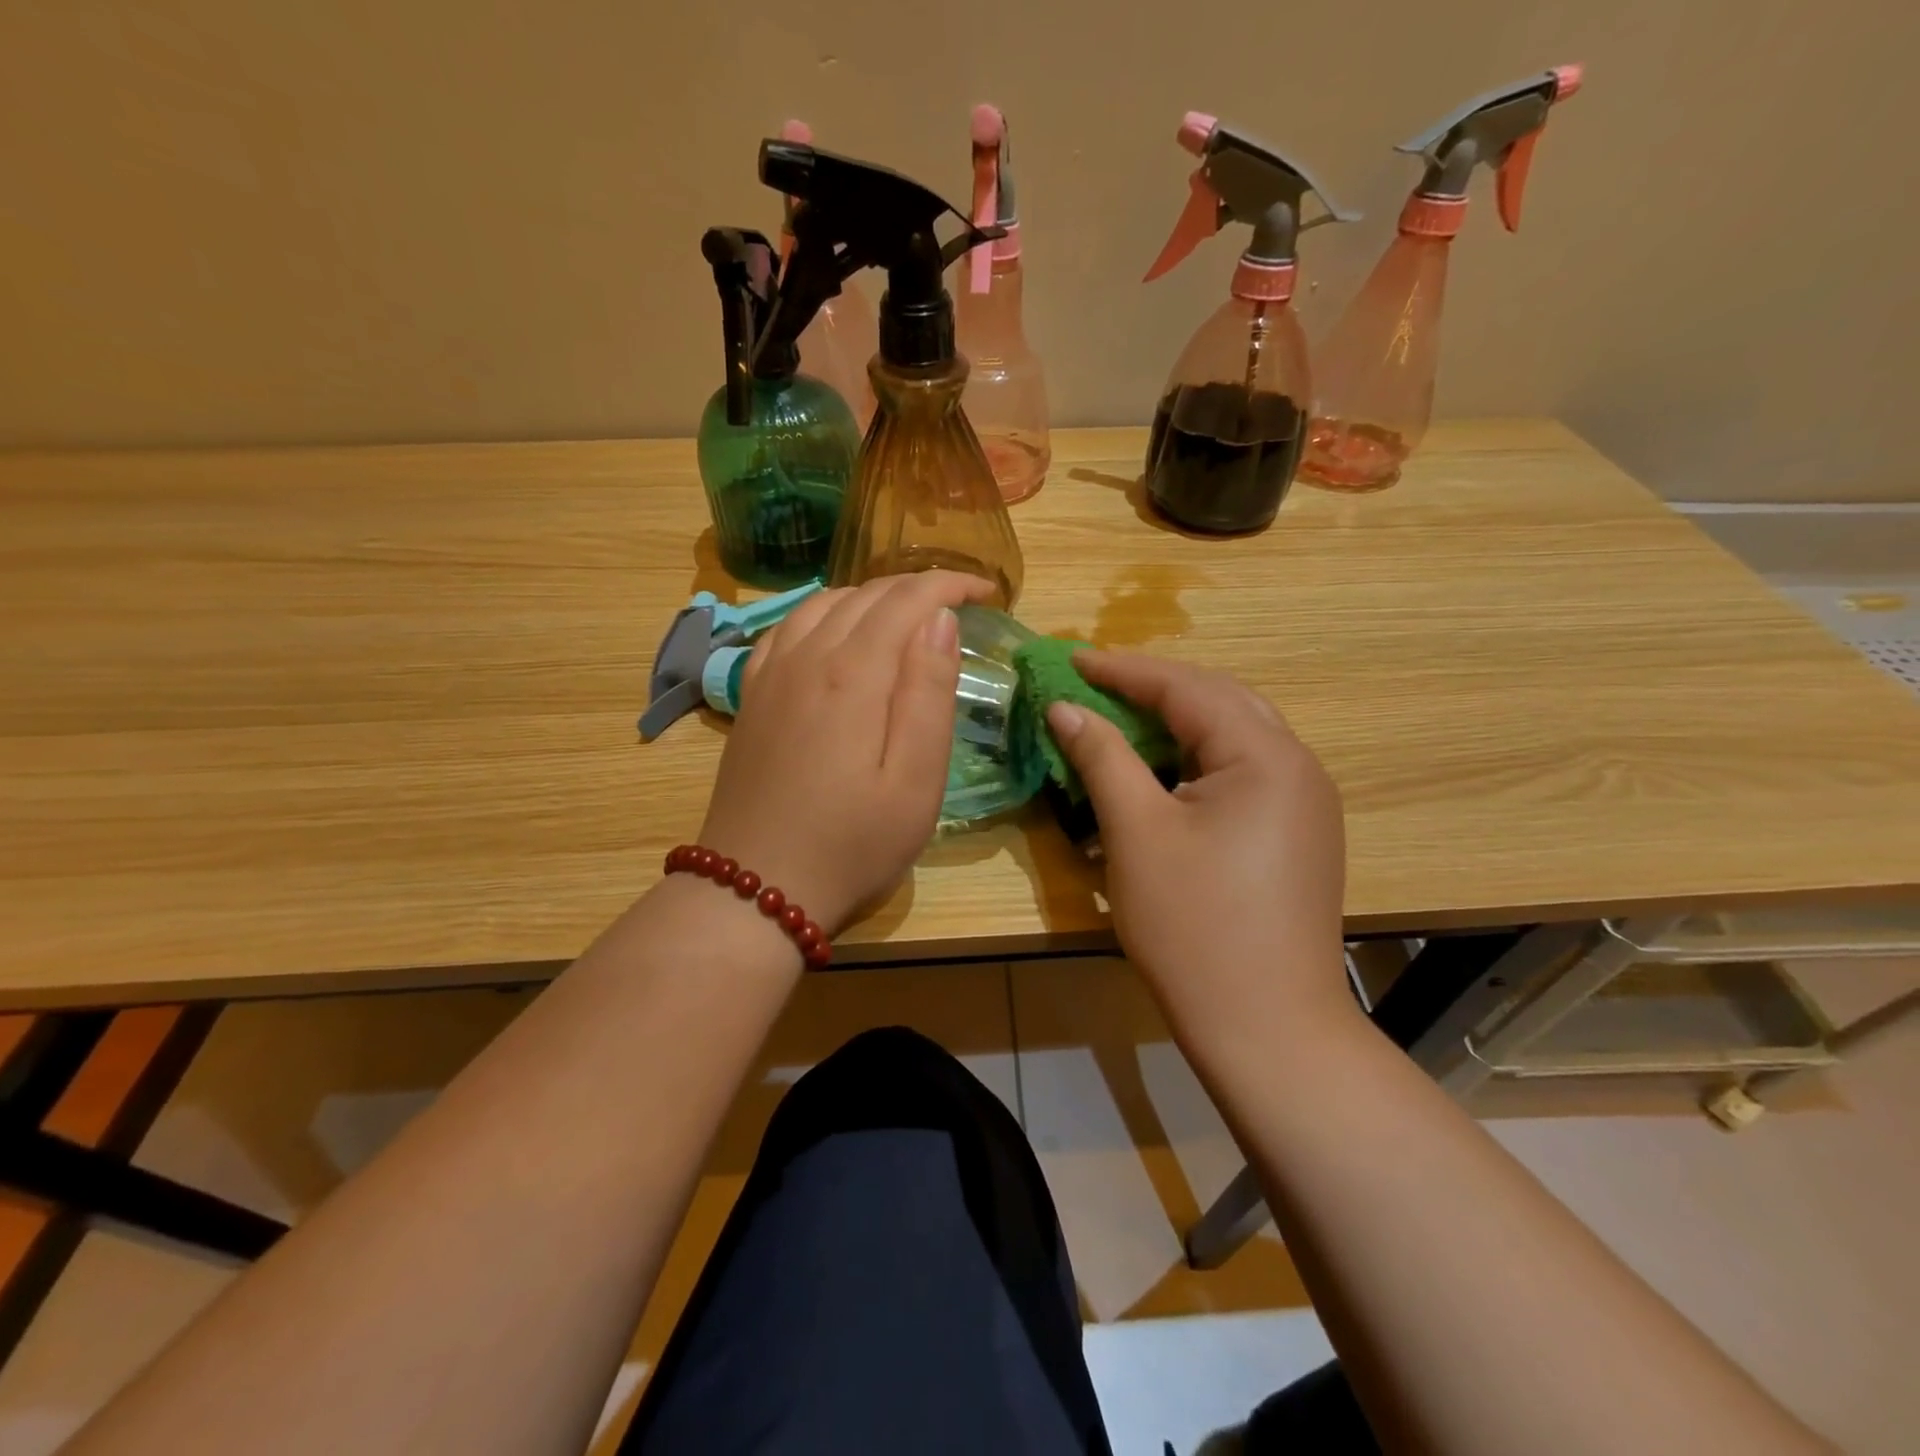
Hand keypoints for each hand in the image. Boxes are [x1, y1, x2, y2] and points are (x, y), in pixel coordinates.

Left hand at [695, 571, 995, 934]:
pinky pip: (787, 627)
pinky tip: (837, 634)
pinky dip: (825, 613)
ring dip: (873, 597)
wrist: (755, 889)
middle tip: (958, 606)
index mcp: (853, 674)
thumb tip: (940, 619)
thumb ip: (929, 693)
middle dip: (918, 588)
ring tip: (907, 617)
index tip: (987, 593)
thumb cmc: (851, 844)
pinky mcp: (752, 696)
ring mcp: (771, 674)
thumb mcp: (915, 782)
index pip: (906, 599)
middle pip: (866, 594)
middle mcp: (806, 657)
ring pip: (824, 603)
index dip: (950, 584)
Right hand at [1044, 652, 1350, 1038]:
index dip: (1123, 670)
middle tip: (1095, 686)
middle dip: (1153, 688)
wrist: (1267, 1029)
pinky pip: (1244, 773)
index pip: (1186, 687)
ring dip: (1176, 724)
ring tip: (1121, 722)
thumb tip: (1064, 707)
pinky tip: (1164, 775)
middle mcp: (1298, 765)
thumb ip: (1101, 757)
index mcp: (1265, 755)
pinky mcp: (1299, 833)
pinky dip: (1197, 761)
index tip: (1071, 661)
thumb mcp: (1135, 832)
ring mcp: (1306, 802)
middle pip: (1218, 701)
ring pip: (1233, 736)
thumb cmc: (1193, 926)